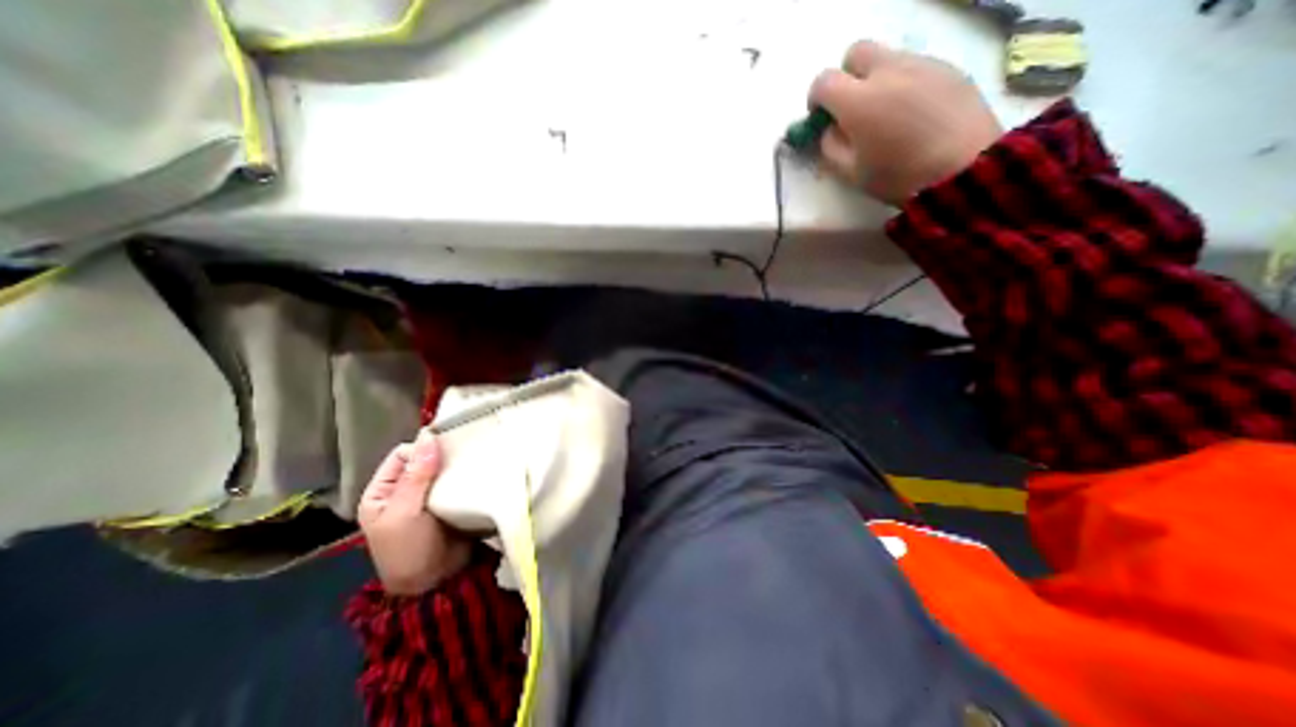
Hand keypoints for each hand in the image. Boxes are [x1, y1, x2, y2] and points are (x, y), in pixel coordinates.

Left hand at [357, 433, 474, 594]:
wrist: (437, 581)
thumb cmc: (408, 549)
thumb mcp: (404, 513)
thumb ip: (416, 476)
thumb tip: (428, 436)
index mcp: (383, 491)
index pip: (402, 455)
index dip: (422, 449)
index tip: (446, 450)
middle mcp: (406, 490)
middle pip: (426, 458)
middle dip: (444, 453)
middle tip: (467, 449)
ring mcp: (431, 496)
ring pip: (445, 468)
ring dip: (458, 463)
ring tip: (478, 456)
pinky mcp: (453, 500)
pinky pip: (460, 479)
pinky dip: (468, 474)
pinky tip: (481, 469)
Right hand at [806, 40, 999, 203]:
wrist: (963, 169)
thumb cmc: (898, 176)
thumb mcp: (850, 172)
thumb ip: (830, 147)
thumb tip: (829, 129)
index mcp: (858, 101)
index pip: (823, 81)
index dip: (816, 99)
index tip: (821, 118)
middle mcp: (888, 71)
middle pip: (856, 53)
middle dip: (846, 77)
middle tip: (851, 108)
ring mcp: (922, 64)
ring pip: (887, 57)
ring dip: (876, 80)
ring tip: (886, 114)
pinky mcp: (948, 67)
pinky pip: (914, 66)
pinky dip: (903, 83)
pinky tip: (912, 113)